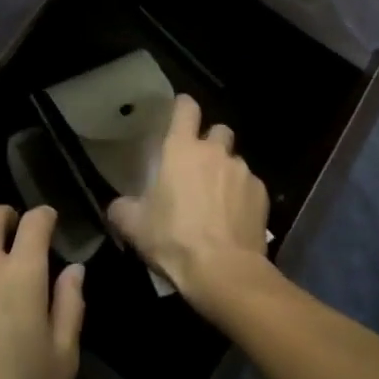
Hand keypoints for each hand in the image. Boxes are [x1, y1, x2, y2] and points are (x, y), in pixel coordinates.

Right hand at [108, 94, 269, 309]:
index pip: (186, 108)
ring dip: (226, 172)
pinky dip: (243, 196)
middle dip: (210, 142)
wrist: (224, 272)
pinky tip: (235, 219)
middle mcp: (215, 151)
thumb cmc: (174, 239)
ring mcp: (242, 171)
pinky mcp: (262, 194)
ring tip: (218, 200)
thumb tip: (117, 207)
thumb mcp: (135, 227)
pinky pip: (251, 186)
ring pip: (235, 160)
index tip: (179, 113)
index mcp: (181, 149)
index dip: (183, 106)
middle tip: (199, 166)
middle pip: (218, 130)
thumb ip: (122, 209)